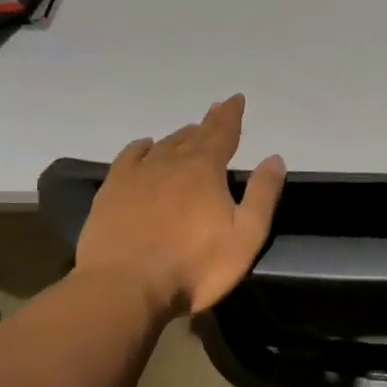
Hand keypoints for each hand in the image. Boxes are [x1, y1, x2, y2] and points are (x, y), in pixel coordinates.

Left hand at [75, 95, 286, 317]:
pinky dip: (141, 147)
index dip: (231, 115)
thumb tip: (274, 158)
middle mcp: (170, 162)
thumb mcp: (245, 236)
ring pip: (163, 145)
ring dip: (180, 136)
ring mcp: (137, 175)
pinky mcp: (112, 191)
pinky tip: (145, 146)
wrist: (124, 287)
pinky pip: (129, 157)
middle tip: (216, 110)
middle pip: (194, 136)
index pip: (223, 133)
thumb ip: (262, 195)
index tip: (235, 99)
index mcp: (205, 170)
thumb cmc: (194, 266)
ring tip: (189, 131)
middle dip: (208, 123)